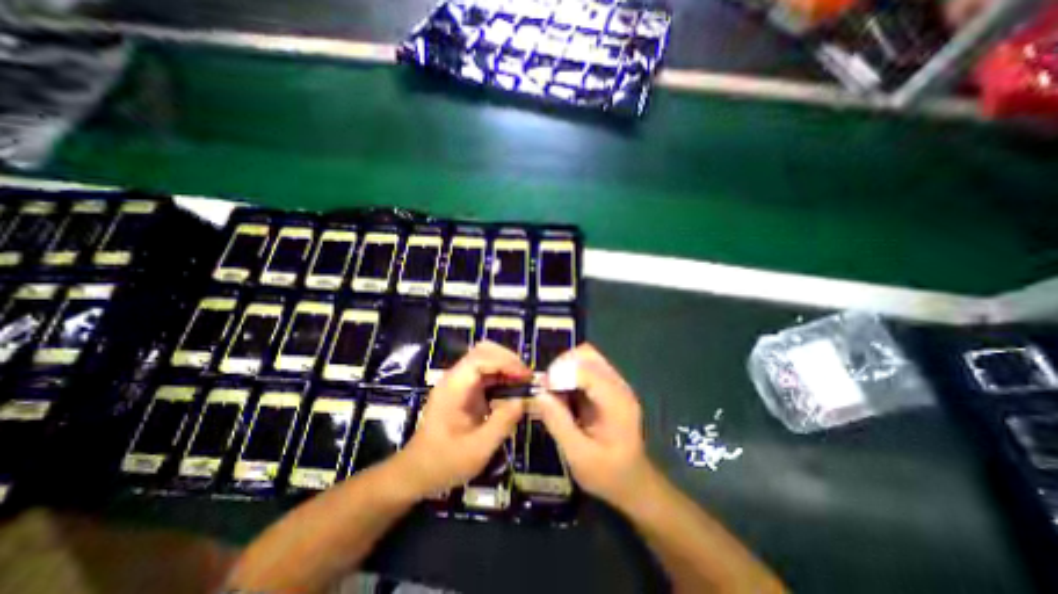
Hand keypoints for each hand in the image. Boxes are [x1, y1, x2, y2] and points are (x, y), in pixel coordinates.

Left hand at [394, 341, 533, 497]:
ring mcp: (458, 382)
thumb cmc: (444, 462)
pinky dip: (501, 376)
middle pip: (483, 351)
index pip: (482, 358)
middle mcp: (455, 378)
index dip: (507, 362)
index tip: (526, 377)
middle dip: (508, 359)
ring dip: (506, 366)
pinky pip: (485, 373)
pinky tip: (511, 390)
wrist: (416, 472)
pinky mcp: (463, 390)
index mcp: (454, 387)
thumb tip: (523, 400)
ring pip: (485, 359)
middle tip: (526, 377)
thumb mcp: (478, 449)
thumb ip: (503, 422)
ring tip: (523, 383)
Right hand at [534, 346, 658, 507]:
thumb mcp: (579, 456)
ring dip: (564, 368)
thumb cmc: (608, 474)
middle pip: (587, 354)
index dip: (561, 373)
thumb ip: (558, 423)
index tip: (542, 390)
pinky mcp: (608, 386)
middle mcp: (618, 385)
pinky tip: (563, 394)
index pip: (587, 369)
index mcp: (616, 402)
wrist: (633, 482)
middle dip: (561, 365)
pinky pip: (586, 367)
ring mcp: (615, 384)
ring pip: (586, 357)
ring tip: (552, 391)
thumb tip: (538, 394)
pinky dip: (569, 374)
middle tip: (546, 388)